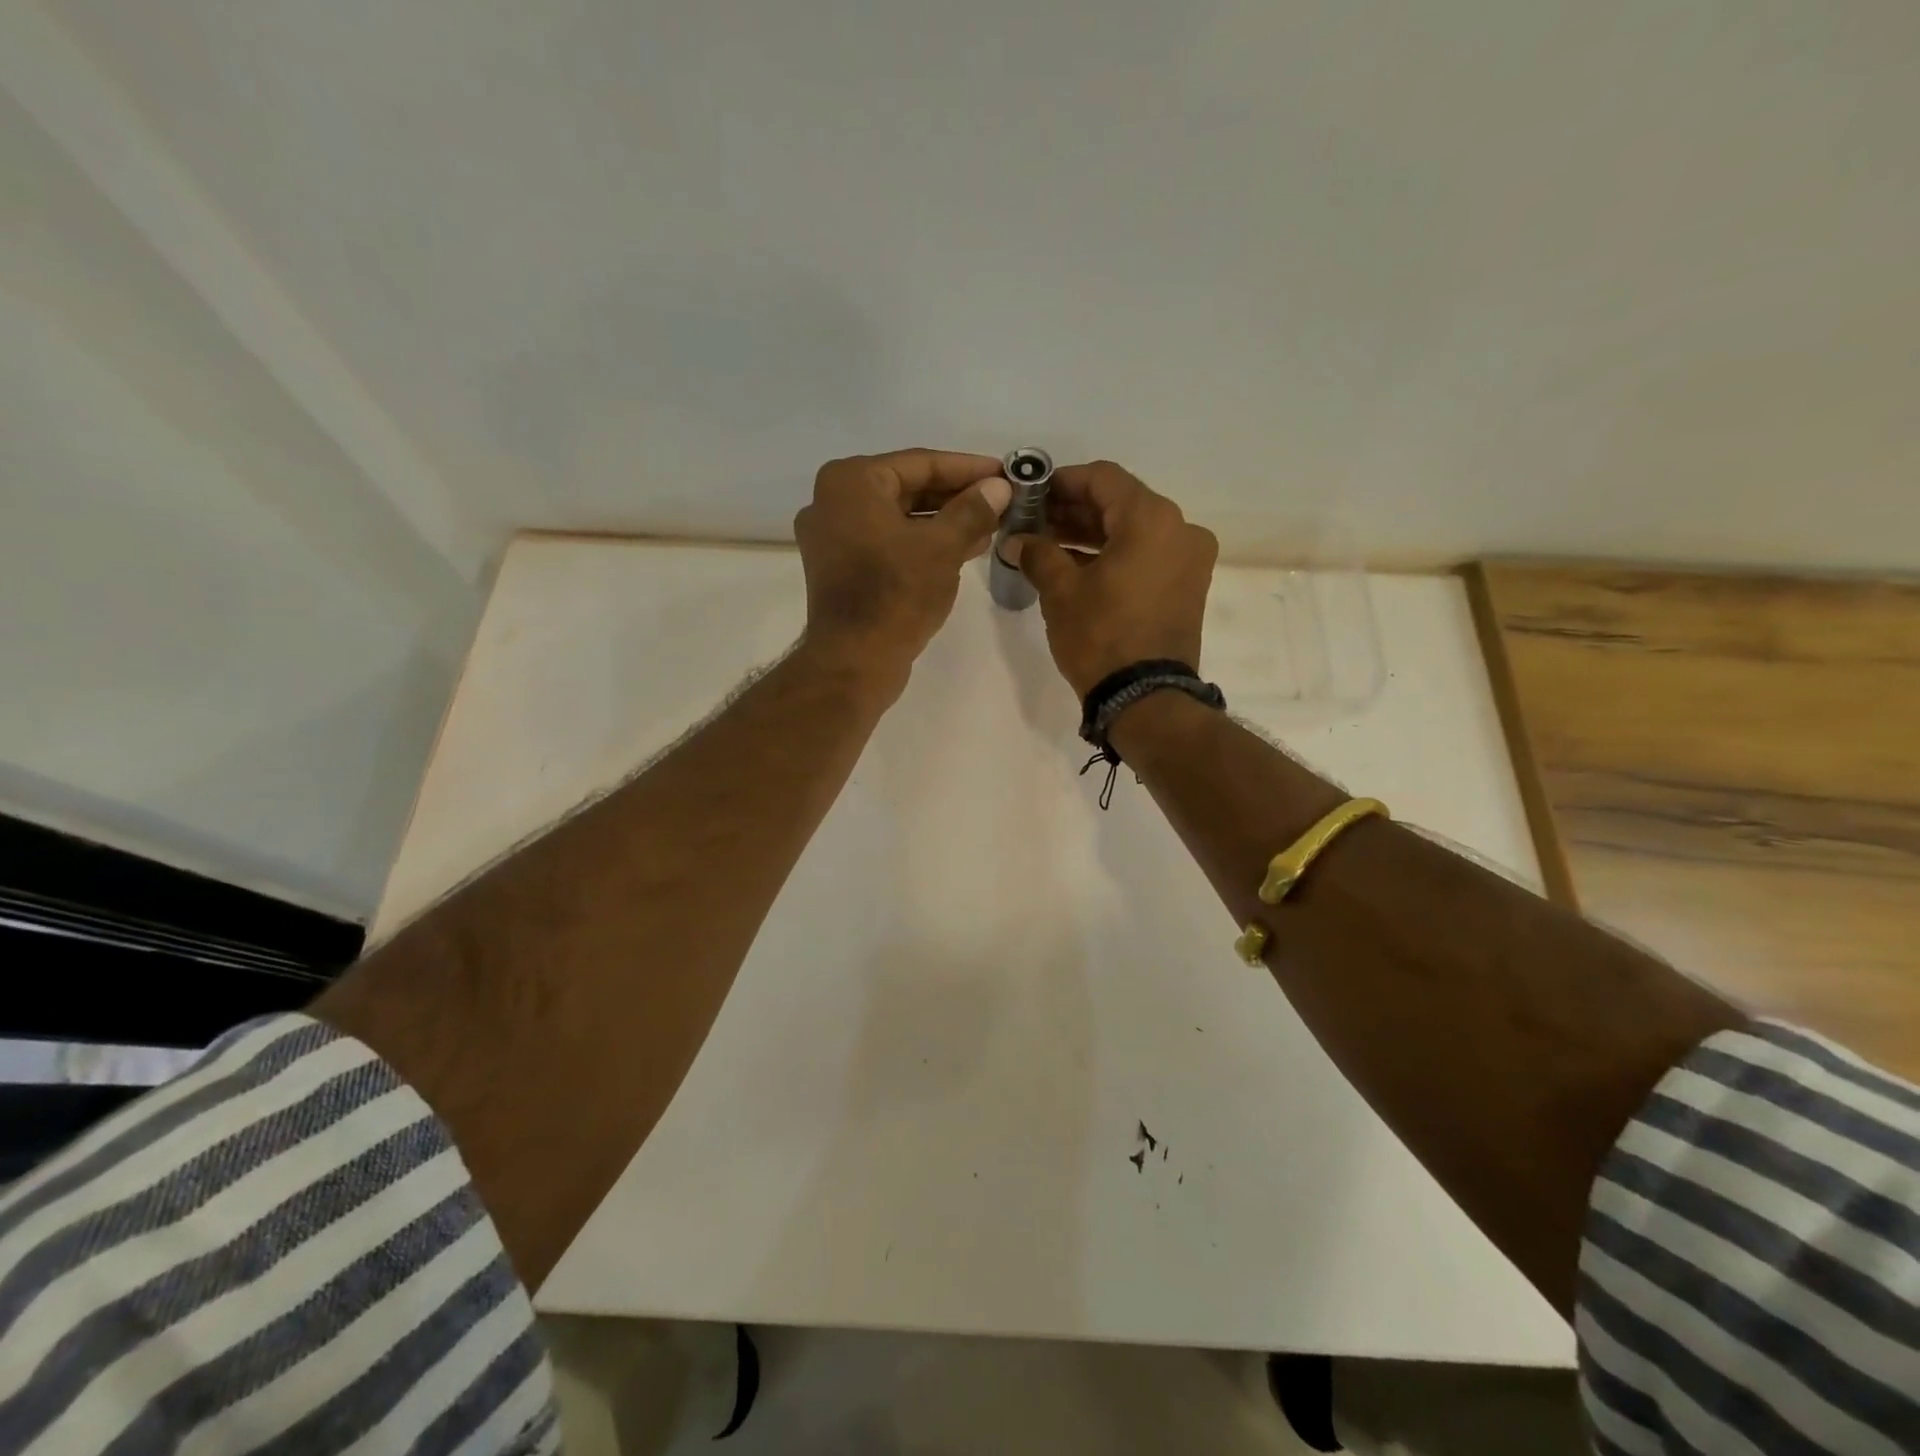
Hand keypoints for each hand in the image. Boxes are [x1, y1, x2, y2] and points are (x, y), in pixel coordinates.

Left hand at [794, 450, 1011, 689]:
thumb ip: (973, 510)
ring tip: (990, 527)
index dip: (968, 468)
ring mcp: (832, 537)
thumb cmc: (897, 594)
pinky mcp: (840, 568)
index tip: (1005, 473)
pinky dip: (921, 543)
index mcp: (850, 482)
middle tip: (1001, 502)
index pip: (920, 463)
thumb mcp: (943, 547)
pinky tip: (961, 550)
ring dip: (944, 522)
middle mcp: (832, 501)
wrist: (855, 660)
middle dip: (957, 497)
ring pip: (899, 518)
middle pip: (907, 488)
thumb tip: (999, 487)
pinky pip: (888, 542)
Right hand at [1012, 461, 1218, 697]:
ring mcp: (1189, 559)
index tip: (1031, 493)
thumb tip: (1017, 540)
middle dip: (1075, 511)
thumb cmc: (1101, 636)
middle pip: (1120, 503)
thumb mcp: (1060, 591)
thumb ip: (1038, 553)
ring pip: (1134, 531)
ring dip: (1092, 534)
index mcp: (1152, 518)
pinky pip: (1147, 555)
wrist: (1146, 698)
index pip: (1102, 478)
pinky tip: (1077, 566)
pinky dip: (1115, 555)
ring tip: (1049, 545)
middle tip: (1034, 522)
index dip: (1062, 481)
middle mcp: (1180, 529)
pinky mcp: (1187, 587)